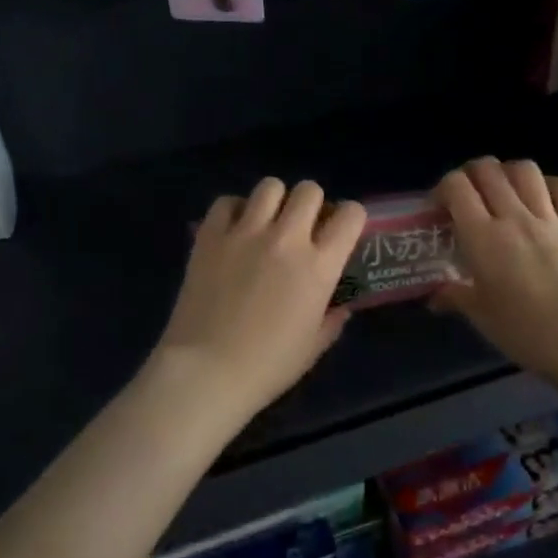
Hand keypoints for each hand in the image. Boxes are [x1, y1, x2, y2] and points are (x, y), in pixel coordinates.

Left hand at [150, 179, 367, 427]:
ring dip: (274, 201)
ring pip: (269, 186)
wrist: (206, 371)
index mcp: (318, 266)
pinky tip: (233, 229)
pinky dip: (233, 210)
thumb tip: (340, 307)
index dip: (351, 217)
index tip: (341, 230)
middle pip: (308, 190)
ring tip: (266, 222)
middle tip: (302, 226)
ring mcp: (245, 232)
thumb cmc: (267, 366)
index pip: (350, 215)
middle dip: (311, 203)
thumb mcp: (313, 348)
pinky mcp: (210, 235)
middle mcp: (286, 239)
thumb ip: (332, 320)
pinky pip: (226, 201)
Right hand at [432, 158, 557, 391]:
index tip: (440, 209)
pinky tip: (543, 197)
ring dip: (507, 172)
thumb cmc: (528, 334)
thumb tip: (435, 297)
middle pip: (488, 170)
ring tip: (502, 190)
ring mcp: (551, 220)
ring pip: (525, 170)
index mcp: (484, 238)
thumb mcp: (482, 318)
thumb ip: (456, 297)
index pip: (457, 187)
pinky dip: (550, 184)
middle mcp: (515, 218)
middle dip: (470, 174)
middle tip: (467, 196)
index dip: (443, 188)